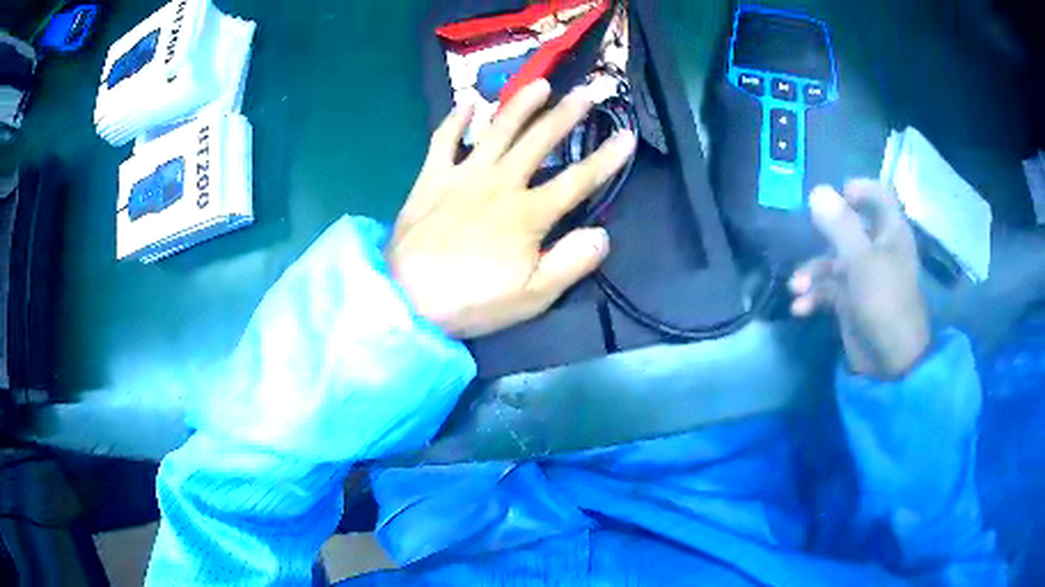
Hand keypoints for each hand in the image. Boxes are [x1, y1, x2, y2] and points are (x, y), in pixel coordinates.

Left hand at [389, 80, 636, 337]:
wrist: (406, 299)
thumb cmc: (471, 301)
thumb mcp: (531, 296)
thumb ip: (570, 263)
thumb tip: (603, 234)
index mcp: (528, 213)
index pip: (578, 180)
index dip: (606, 158)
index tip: (627, 135)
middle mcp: (500, 183)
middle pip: (540, 141)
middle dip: (567, 115)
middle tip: (587, 91)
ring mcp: (463, 175)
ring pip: (498, 130)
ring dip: (521, 104)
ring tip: (541, 84)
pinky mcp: (432, 178)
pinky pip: (444, 140)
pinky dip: (455, 119)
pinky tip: (467, 102)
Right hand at [789, 179, 930, 377]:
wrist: (890, 363)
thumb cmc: (884, 302)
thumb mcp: (861, 261)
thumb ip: (840, 225)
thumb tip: (817, 191)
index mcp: (890, 233)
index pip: (879, 195)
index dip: (858, 190)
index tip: (836, 196)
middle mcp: (878, 249)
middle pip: (848, 226)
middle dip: (823, 234)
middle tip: (806, 236)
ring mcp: (864, 276)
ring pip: (833, 260)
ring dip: (812, 272)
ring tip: (795, 287)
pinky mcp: (852, 300)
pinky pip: (829, 289)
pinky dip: (814, 296)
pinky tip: (800, 308)